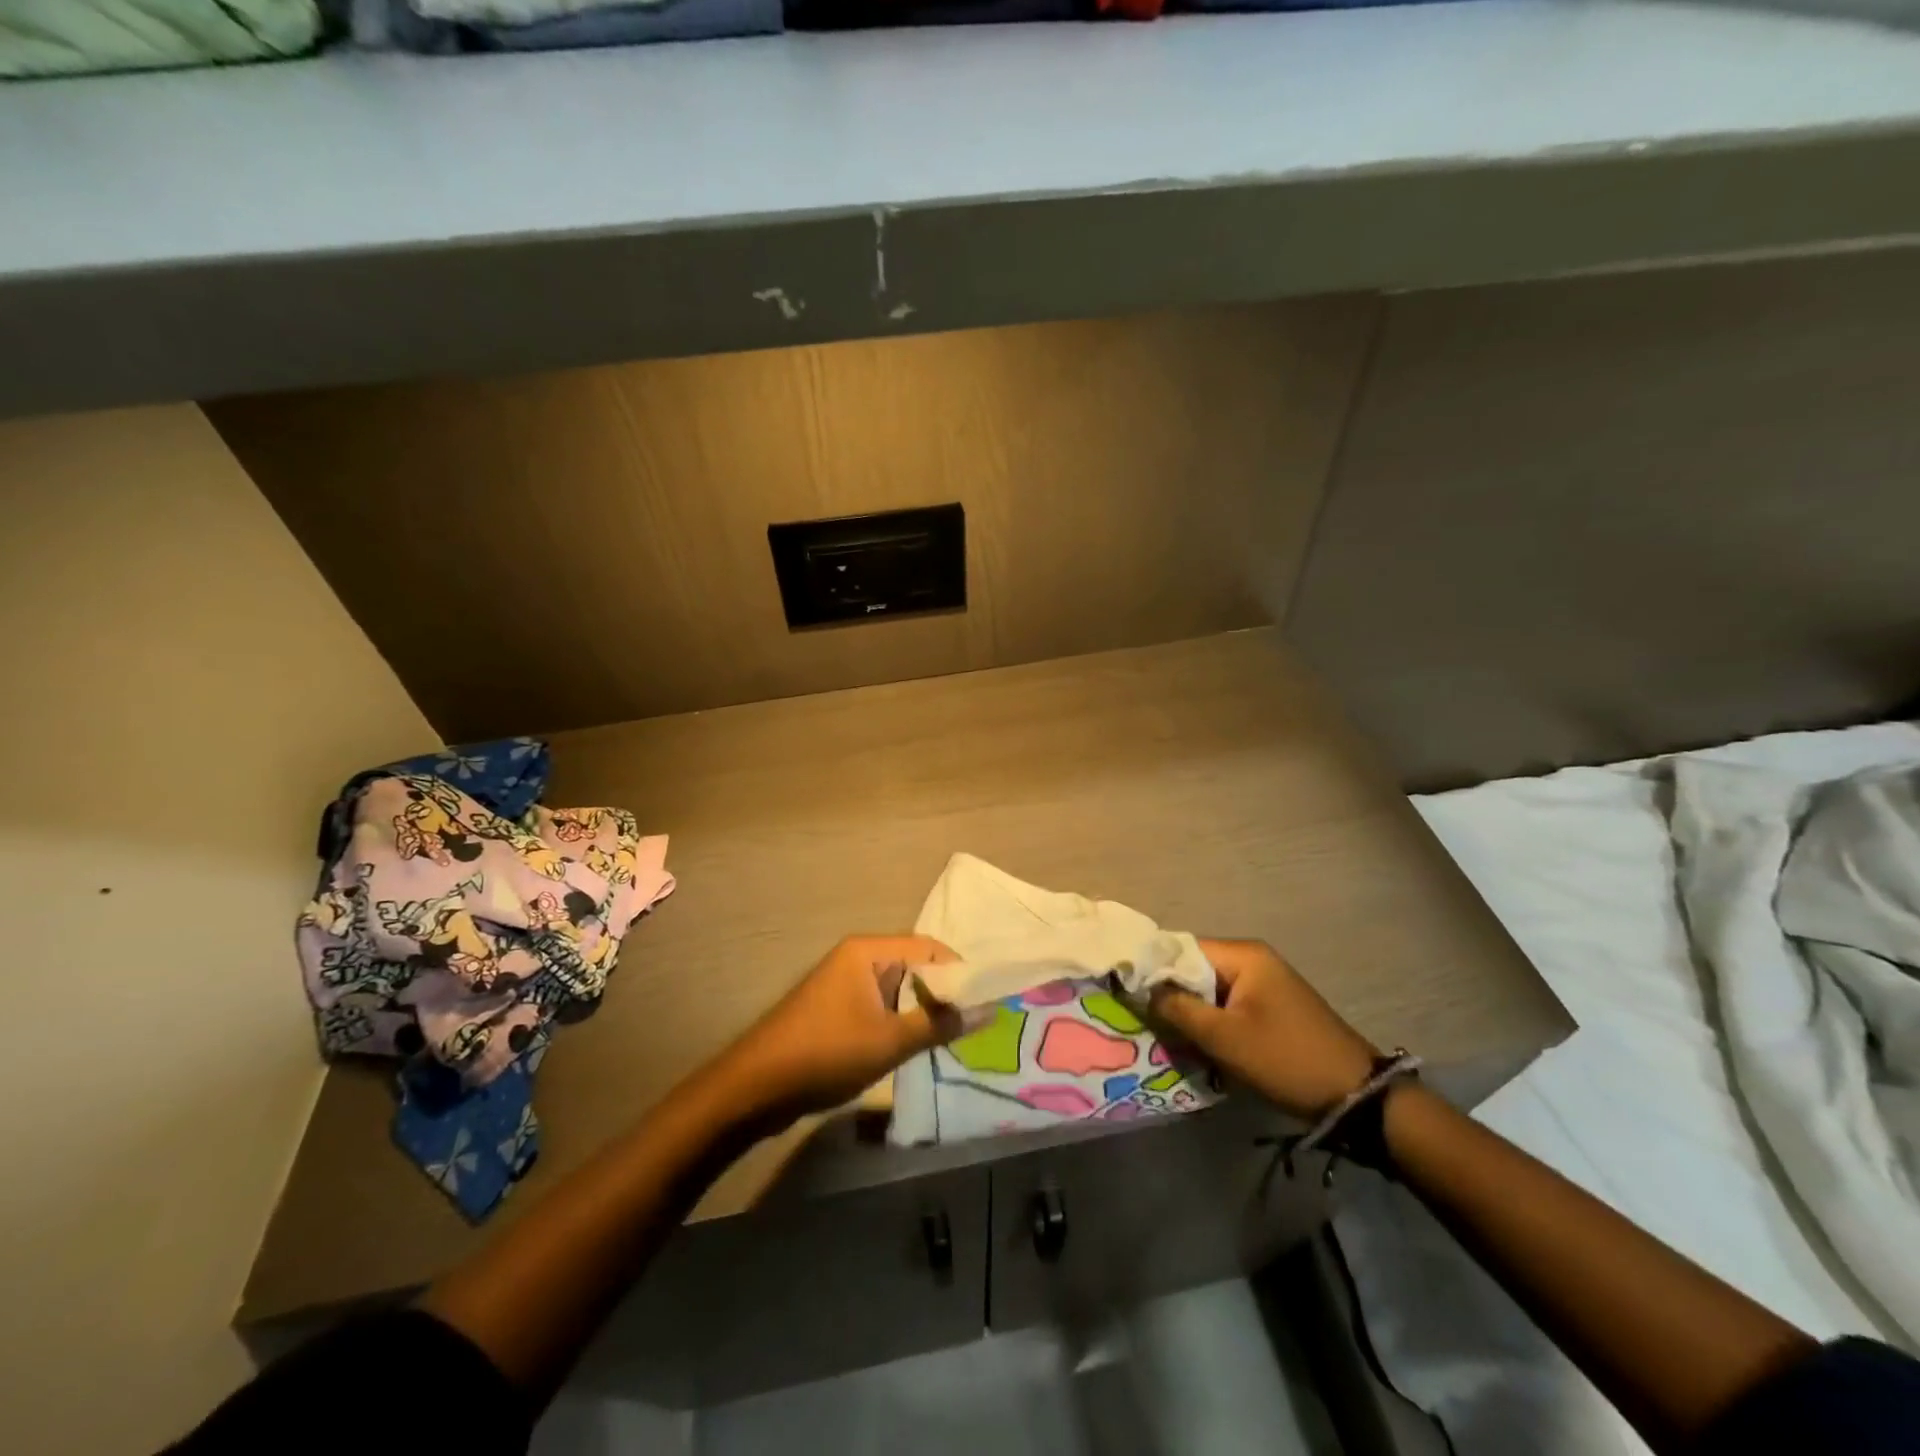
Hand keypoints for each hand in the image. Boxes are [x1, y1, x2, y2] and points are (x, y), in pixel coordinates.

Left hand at [707, 935, 961, 1125]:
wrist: (755, 1087)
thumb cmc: (826, 1052)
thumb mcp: (889, 1040)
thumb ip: (938, 1024)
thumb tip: (986, 1011)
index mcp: (869, 951)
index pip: (930, 947)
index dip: (961, 972)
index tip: (988, 1000)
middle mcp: (858, 958)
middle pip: (916, 967)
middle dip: (945, 994)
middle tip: (976, 1023)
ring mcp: (845, 984)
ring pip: (899, 990)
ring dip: (923, 1012)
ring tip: (955, 1038)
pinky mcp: (838, 1010)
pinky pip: (881, 1007)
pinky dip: (901, 1023)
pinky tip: (919, 1047)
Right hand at [1149, 938, 1378, 1120]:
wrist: (1355, 1096)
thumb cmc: (1285, 1058)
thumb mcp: (1224, 1037)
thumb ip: (1178, 1009)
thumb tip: (1142, 989)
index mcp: (1243, 955)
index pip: (1182, 948)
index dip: (1153, 969)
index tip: (1128, 993)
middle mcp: (1252, 959)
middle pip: (1194, 968)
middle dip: (1170, 994)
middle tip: (1144, 1020)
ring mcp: (1264, 983)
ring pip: (1209, 990)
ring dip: (1190, 1012)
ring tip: (1166, 1036)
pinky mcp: (1270, 1007)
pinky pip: (1227, 1005)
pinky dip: (1210, 1022)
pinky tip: (1197, 1044)